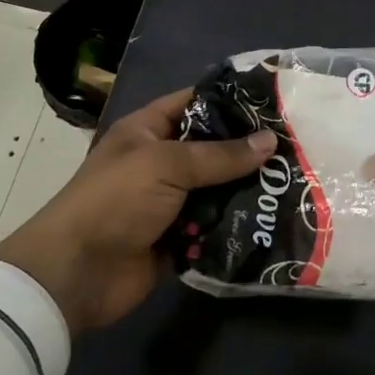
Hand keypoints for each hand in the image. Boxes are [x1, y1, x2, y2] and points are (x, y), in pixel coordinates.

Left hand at [0, 89, 275, 332]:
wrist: (76, 275)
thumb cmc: (115, 201)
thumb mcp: (166, 165)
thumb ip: (220, 154)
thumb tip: (270, 140)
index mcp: (147, 131)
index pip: (194, 102)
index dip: (230, 99)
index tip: (274, 101)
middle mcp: (161, 162)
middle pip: (212, 148)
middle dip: (249, 149)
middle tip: (298, 145)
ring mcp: (170, 202)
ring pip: (218, 188)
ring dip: (248, 188)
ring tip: (296, 181)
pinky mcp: (179, 237)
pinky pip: (215, 225)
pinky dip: (237, 223)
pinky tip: (276, 217)